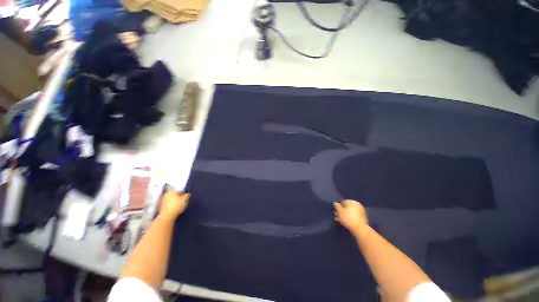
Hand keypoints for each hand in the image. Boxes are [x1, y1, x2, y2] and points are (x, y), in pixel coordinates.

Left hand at [159, 191, 189, 219]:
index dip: (183, 194)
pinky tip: (174, 209)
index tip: (186, 198)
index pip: (179, 191)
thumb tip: (187, 194)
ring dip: (174, 202)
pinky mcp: (160, 207)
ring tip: (179, 206)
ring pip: (170, 200)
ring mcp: (162, 201)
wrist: (167, 216)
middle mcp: (166, 195)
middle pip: (174, 196)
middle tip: (182, 202)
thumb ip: (187, 196)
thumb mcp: (185, 200)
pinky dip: (171, 206)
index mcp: (171, 191)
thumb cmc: (177, 205)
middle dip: (178, 198)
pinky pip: (167, 205)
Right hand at [334, 200, 368, 234]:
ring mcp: (361, 211)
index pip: (343, 201)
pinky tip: (344, 222)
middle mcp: (357, 205)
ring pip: (350, 212)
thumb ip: (336, 206)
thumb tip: (335, 203)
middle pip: (347, 207)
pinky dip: (349, 218)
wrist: (360, 229)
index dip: (338, 206)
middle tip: (336, 215)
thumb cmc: (348, 218)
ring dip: (344, 215)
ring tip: (339, 219)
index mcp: (352, 202)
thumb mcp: (339, 211)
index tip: (335, 210)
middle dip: (341, 211)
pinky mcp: (362, 218)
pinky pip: (353, 216)